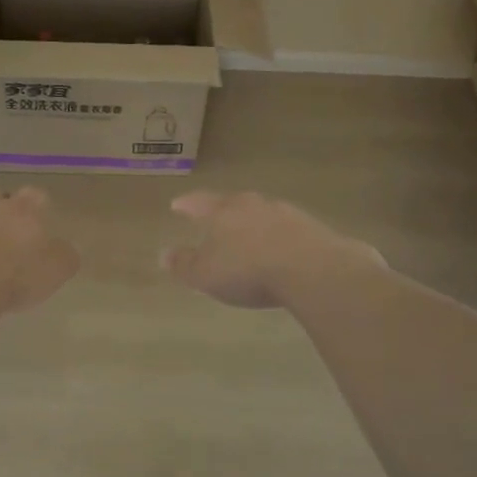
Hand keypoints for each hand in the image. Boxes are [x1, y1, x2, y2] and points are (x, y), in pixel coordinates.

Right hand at [164, 191, 386, 308]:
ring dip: (253, 224)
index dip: (187, 205)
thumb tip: (164, 254)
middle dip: (223, 211)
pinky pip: (286, 230)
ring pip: (262, 215)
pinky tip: (278, 251)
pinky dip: (277, 238)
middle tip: (215, 218)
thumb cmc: (248, 270)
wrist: (312, 269)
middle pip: (233, 204)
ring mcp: (286, 214)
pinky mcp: (312, 229)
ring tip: (248, 237)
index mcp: (224, 211)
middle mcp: (254, 205)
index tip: (177, 205)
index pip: (199, 203)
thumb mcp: (205, 274)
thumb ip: (184, 264)